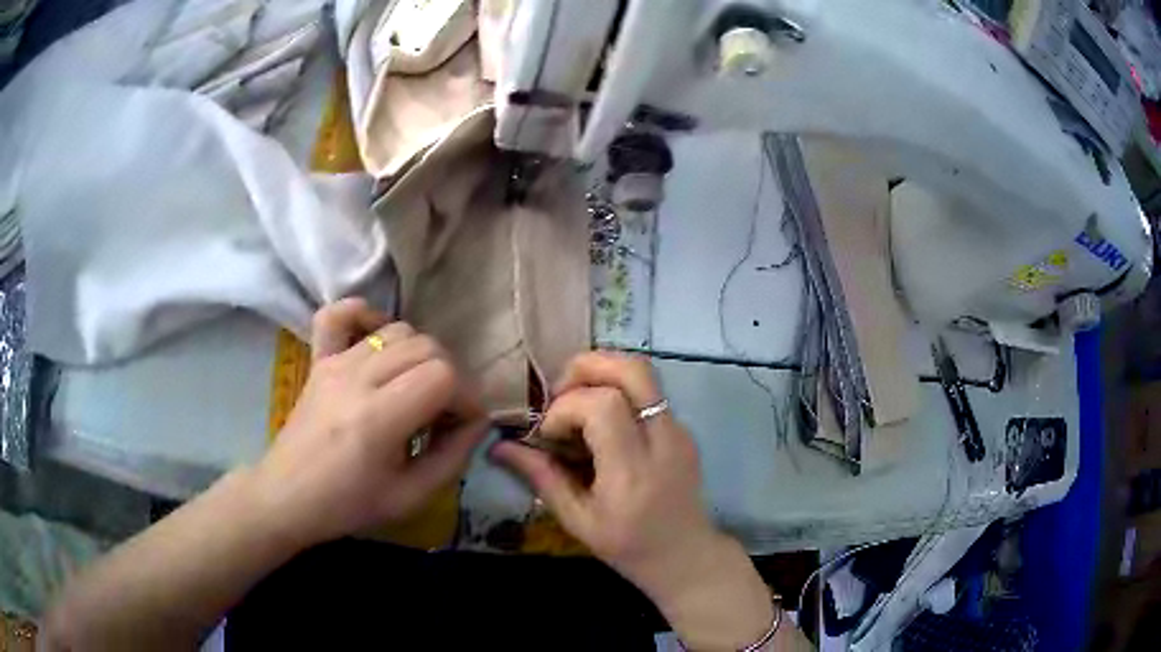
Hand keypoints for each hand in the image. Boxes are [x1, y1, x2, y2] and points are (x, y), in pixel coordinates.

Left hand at [250, 298, 487, 547]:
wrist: (288, 496)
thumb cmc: (348, 505)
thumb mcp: (411, 498)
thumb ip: (453, 458)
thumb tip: (477, 423)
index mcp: (378, 419)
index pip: (444, 376)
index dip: (467, 399)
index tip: (462, 426)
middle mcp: (357, 378)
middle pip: (427, 347)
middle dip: (450, 377)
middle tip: (443, 413)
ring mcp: (335, 362)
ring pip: (399, 330)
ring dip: (420, 356)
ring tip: (414, 390)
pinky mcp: (319, 359)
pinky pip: (339, 314)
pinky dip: (364, 316)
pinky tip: (376, 340)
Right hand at [492, 352, 776, 649]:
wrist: (685, 555)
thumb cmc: (628, 547)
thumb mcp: (577, 521)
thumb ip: (541, 478)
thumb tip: (500, 447)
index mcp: (633, 472)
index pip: (604, 406)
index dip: (566, 408)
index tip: (549, 434)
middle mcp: (663, 441)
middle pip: (633, 370)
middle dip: (587, 367)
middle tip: (559, 393)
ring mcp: (679, 431)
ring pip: (644, 373)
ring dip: (602, 373)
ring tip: (576, 402)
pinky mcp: (684, 429)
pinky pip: (648, 392)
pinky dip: (617, 391)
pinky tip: (600, 424)